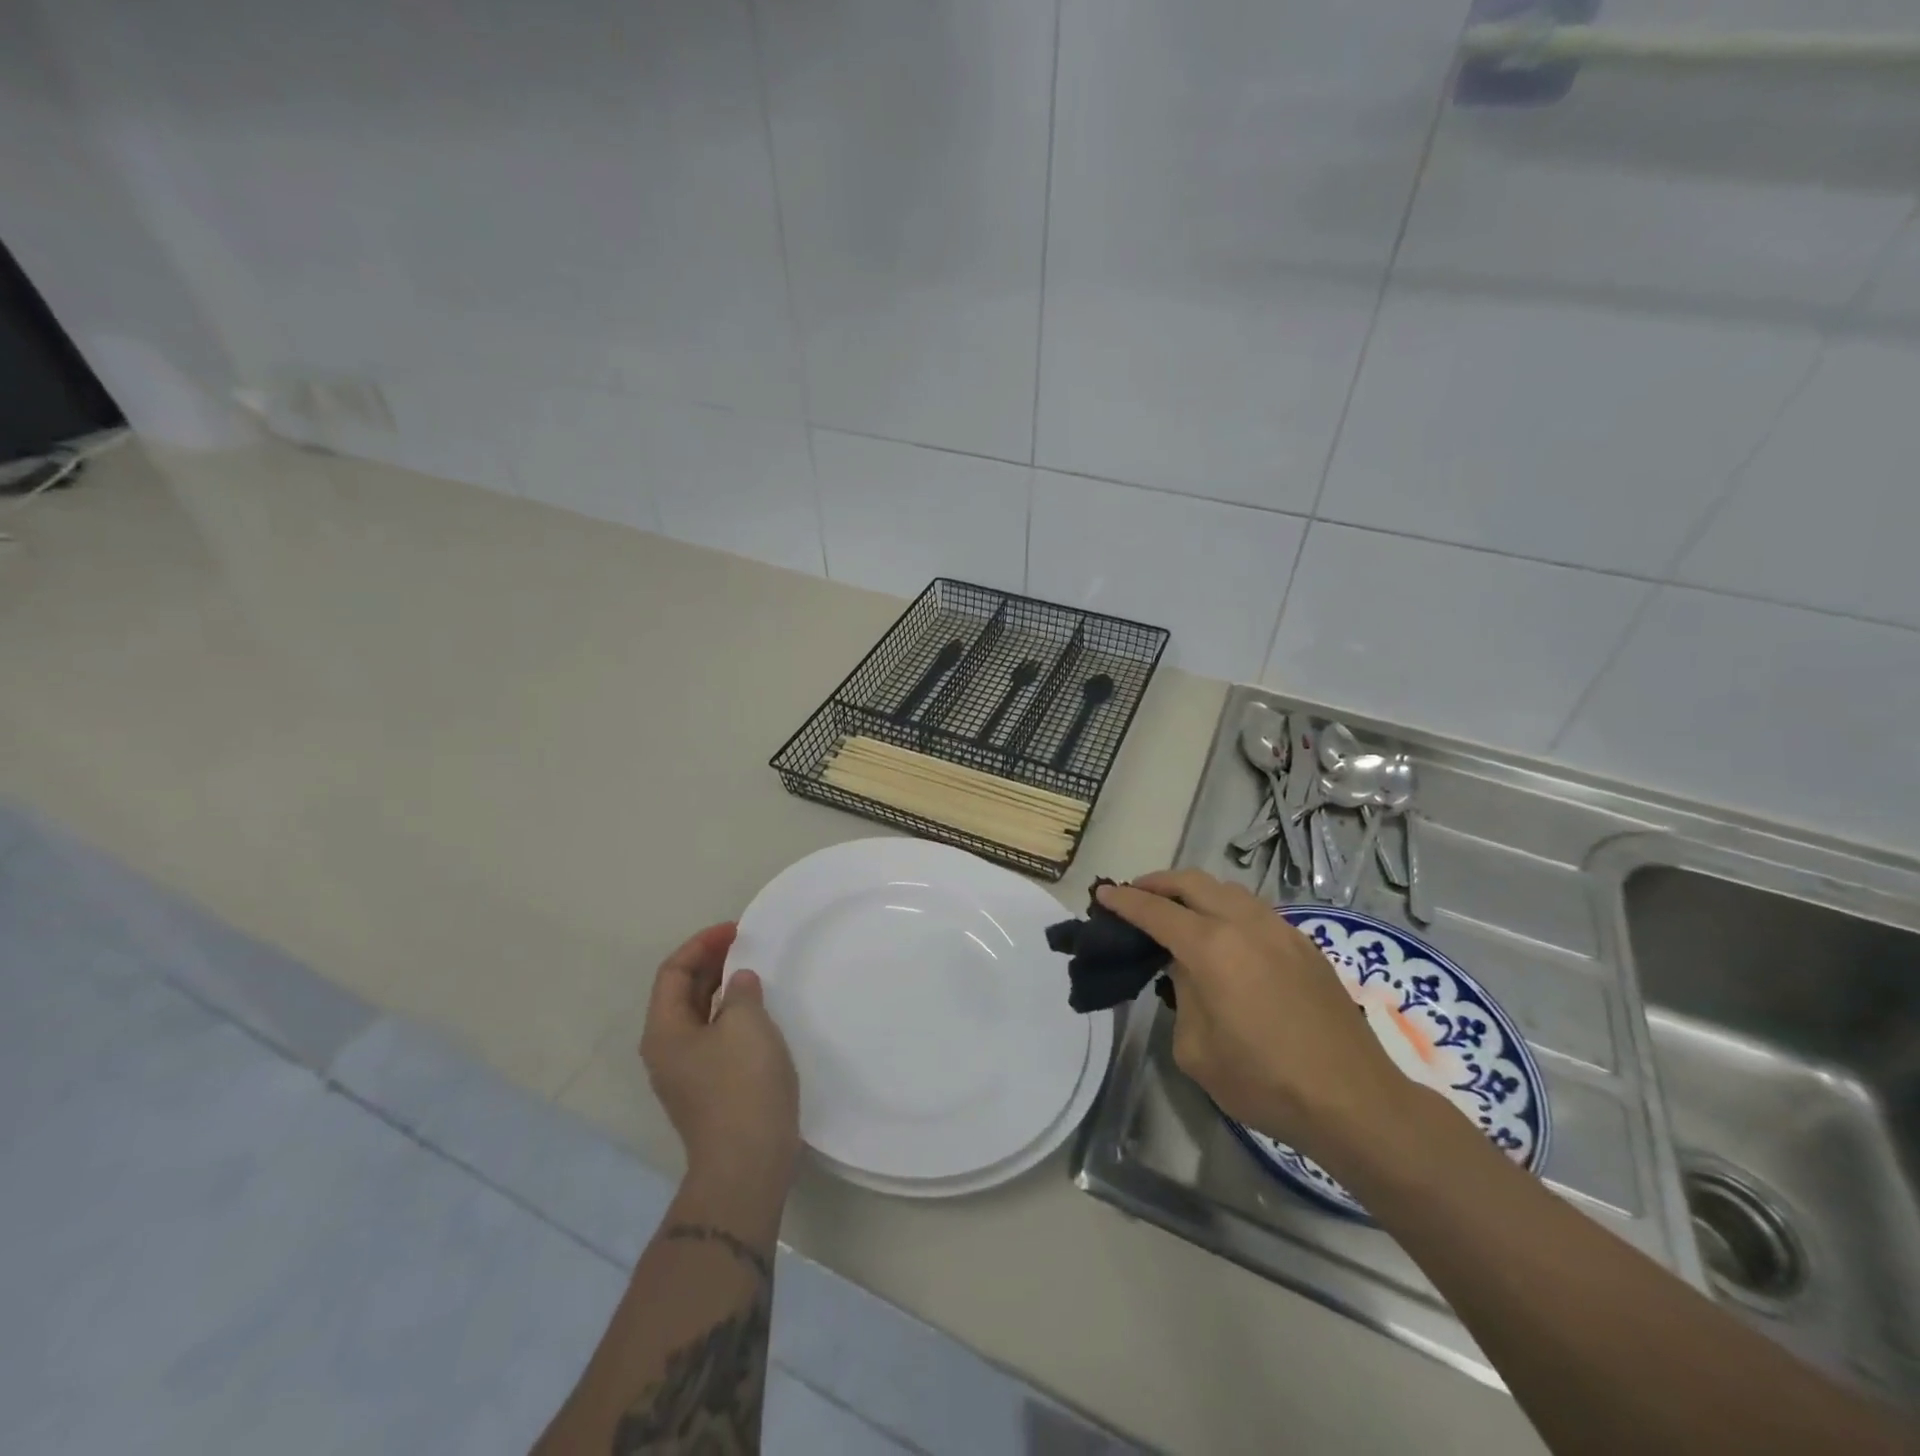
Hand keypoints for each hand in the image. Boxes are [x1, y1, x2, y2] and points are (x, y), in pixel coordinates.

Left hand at [640, 923, 799, 1200]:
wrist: (747, 1163)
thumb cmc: (742, 1085)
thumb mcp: (746, 1024)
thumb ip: (742, 991)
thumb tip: (739, 982)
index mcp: (665, 1030)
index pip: (673, 972)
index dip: (702, 944)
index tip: (736, 930)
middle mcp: (667, 1049)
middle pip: (683, 992)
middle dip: (711, 963)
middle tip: (746, 944)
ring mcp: (686, 1072)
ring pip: (700, 1015)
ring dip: (723, 988)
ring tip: (755, 971)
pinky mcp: (708, 1088)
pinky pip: (714, 1036)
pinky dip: (732, 1014)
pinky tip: (759, 1012)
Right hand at [1097, 871, 1408, 1154]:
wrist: (1354, 1101)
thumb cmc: (1264, 1082)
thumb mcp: (1196, 1049)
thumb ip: (1183, 995)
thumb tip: (1189, 970)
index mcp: (1212, 948)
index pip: (1156, 911)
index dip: (1125, 901)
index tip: (1103, 893)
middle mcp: (1246, 925)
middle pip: (1192, 882)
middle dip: (1158, 882)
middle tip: (1136, 894)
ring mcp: (1281, 931)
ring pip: (1228, 889)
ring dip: (1195, 891)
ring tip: (1178, 911)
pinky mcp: (1305, 946)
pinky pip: (1255, 910)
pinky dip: (1227, 908)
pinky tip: (1225, 936)